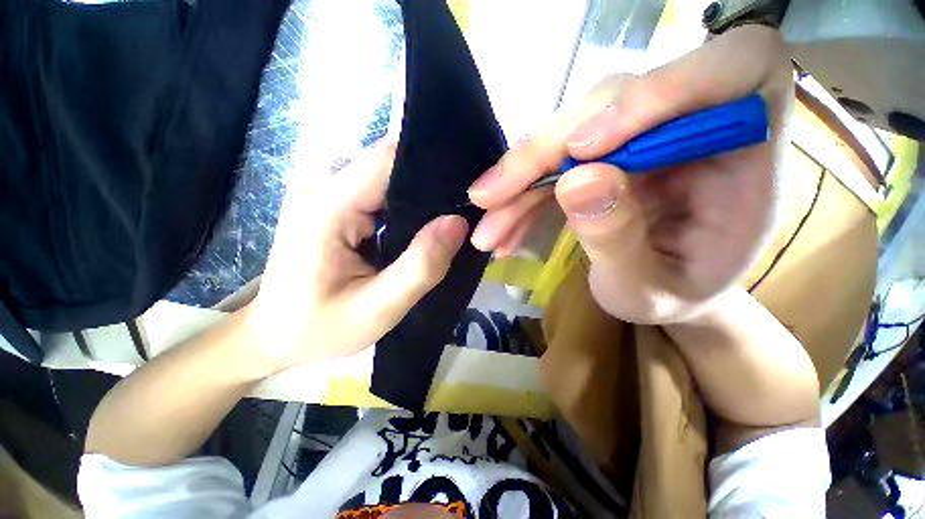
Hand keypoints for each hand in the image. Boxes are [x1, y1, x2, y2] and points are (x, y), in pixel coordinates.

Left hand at [249, 143, 467, 368]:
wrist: (274, 335)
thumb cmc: (319, 328)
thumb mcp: (378, 309)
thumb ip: (420, 266)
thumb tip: (457, 222)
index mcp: (328, 206)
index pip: (388, 158)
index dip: (431, 160)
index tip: (466, 181)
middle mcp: (323, 186)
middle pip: (390, 163)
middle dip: (430, 180)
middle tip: (463, 206)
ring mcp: (326, 192)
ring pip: (388, 176)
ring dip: (420, 194)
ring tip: (447, 217)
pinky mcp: (334, 203)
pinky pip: (380, 191)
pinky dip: (405, 204)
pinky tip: (421, 224)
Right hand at [467, 26, 793, 323]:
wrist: (668, 293)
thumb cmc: (676, 295)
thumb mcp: (650, 289)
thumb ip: (619, 239)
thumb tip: (574, 181)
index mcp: (745, 146)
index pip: (725, 70)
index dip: (652, 94)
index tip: (582, 151)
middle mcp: (692, 122)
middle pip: (607, 104)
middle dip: (540, 156)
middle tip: (489, 200)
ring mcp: (640, 133)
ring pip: (565, 136)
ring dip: (518, 185)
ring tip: (488, 232)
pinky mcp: (603, 153)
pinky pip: (554, 164)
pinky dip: (522, 197)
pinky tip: (501, 231)